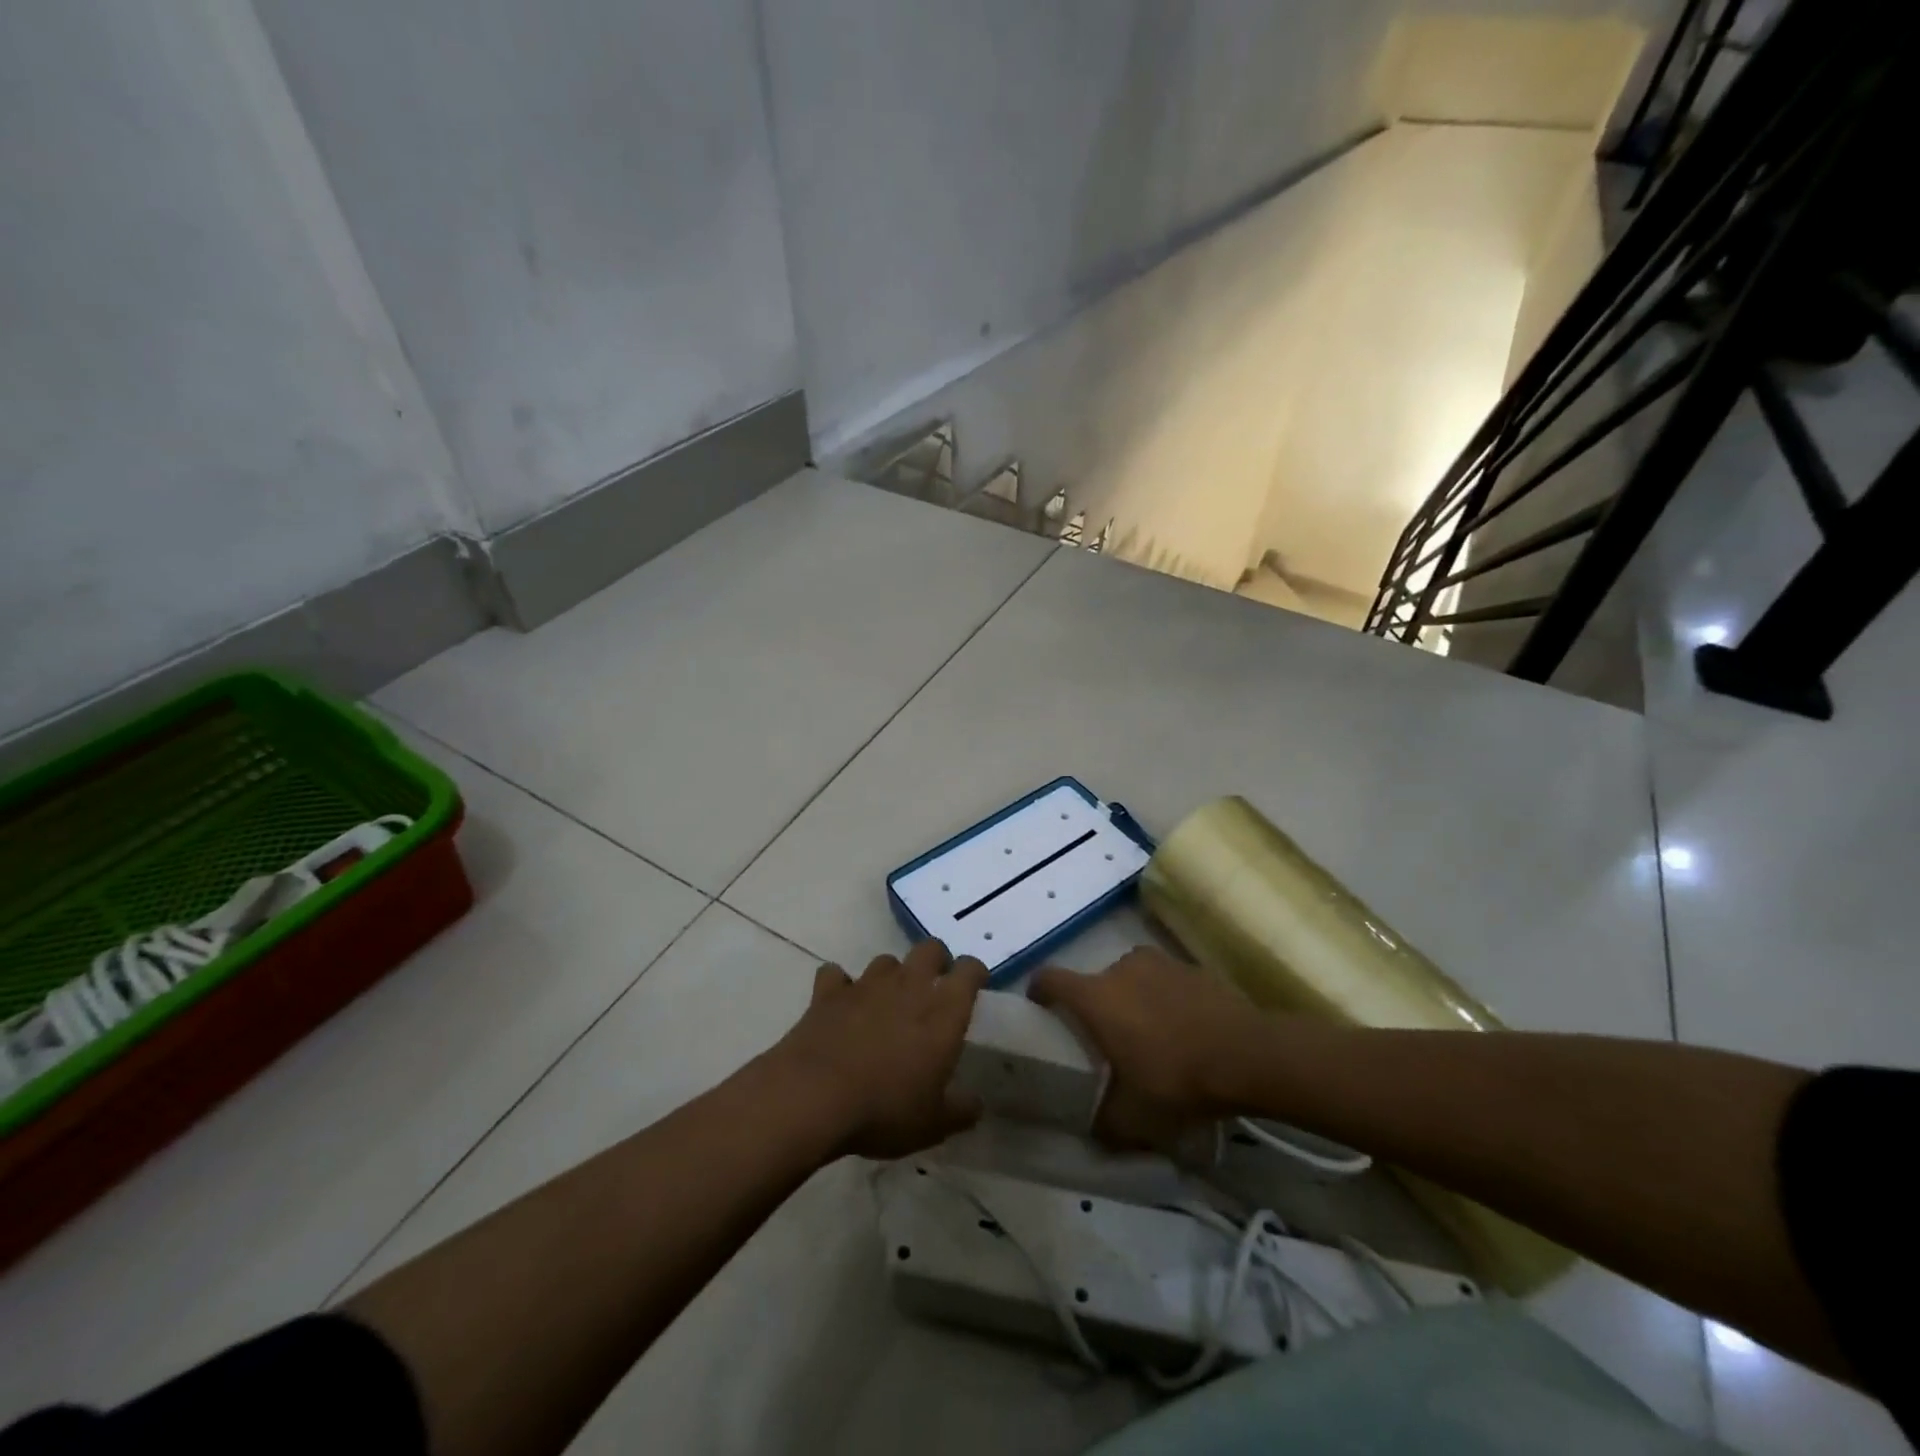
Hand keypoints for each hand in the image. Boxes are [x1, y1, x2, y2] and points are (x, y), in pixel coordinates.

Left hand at [766, 940, 987, 1159]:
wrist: (813, 1097)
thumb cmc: (885, 1109)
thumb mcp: (933, 1124)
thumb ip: (960, 1110)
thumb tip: (976, 1104)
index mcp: (943, 1011)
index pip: (969, 970)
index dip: (974, 972)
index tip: (975, 985)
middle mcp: (908, 986)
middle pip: (929, 949)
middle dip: (936, 961)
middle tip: (935, 986)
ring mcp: (866, 984)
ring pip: (886, 961)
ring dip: (891, 976)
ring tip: (887, 1000)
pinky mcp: (828, 993)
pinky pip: (836, 975)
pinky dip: (840, 985)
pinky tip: (840, 1004)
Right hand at [1030, 947, 1272, 1148]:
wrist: (1247, 1055)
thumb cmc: (1177, 1079)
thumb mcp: (1133, 1118)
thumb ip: (1104, 1122)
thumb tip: (1092, 1129)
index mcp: (1096, 996)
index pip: (1049, 979)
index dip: (1039, 991)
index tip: (1040, 1009)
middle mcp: (1120, 968)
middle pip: (1094, 982)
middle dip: (1096, 1008)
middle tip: (1108, 1042)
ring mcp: (1158, 962)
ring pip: (1130, 979)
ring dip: (1132, 1000)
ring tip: (1149, 1034)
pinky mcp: (1190, 966)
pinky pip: (1163, 980)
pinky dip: (1164, 999)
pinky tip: (1183, 1029)